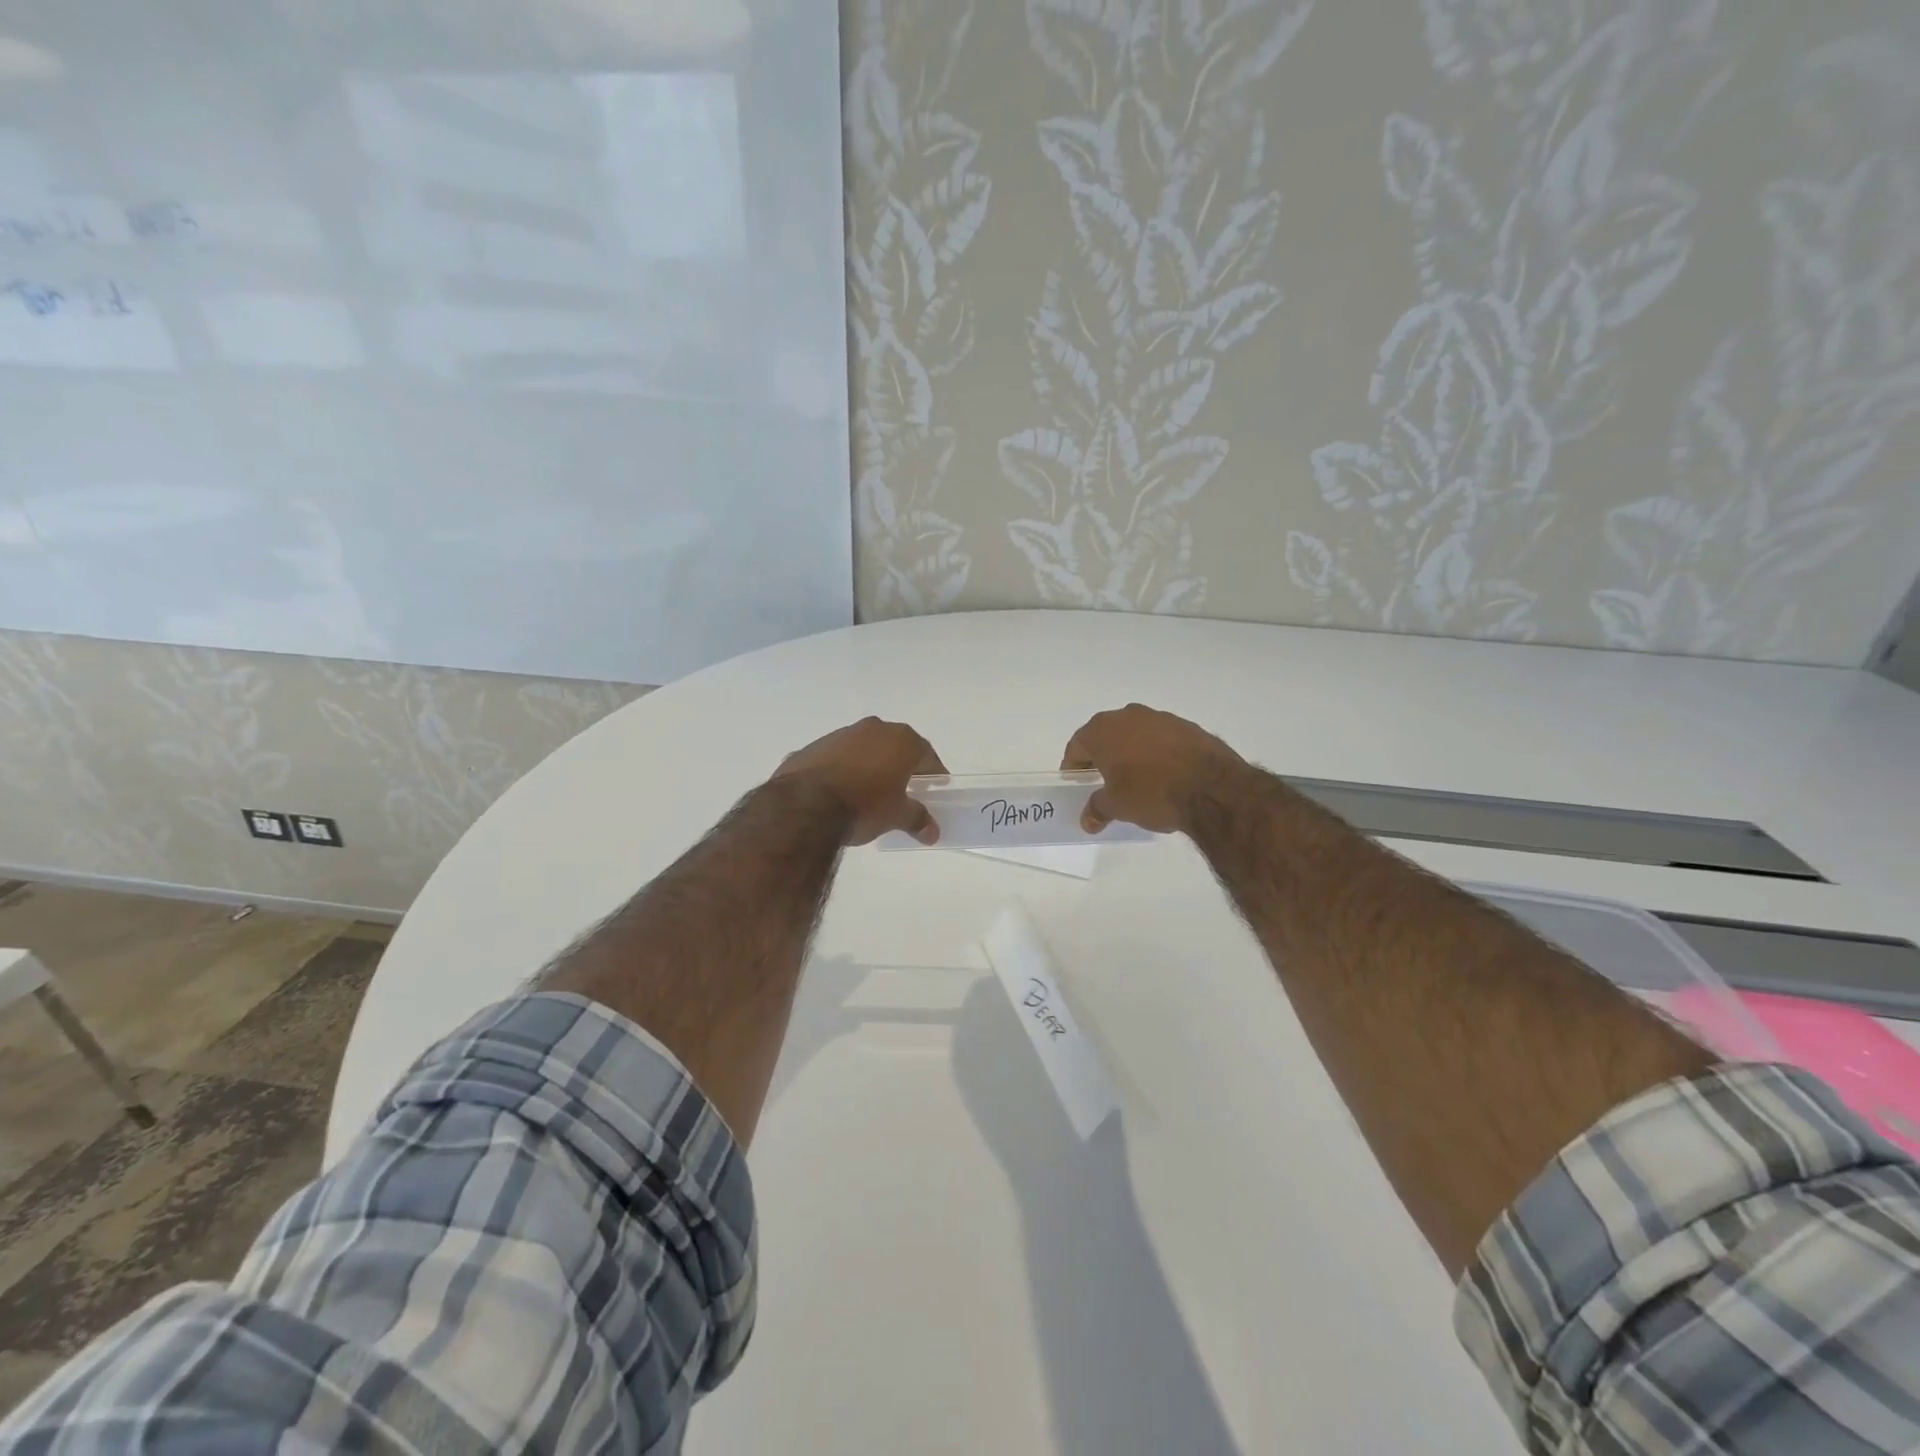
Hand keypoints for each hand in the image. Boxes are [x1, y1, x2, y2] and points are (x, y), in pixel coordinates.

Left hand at [773, 717, 947, 845]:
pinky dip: (842, 770)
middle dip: (900, 765)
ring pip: (863, 748)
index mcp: (900, 740)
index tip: (934, 786)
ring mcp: (840, 735)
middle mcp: (873, 729)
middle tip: (903, 788)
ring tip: (868, 792)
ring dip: (869, 765)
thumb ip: (917, 819)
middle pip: (894, 746)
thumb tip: (933, 832)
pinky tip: (838, 792)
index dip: (932, 772)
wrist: (805, 805)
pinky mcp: (812, 747)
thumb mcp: (897, 816)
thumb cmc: (864, 805)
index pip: (926, 754)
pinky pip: (836, 758)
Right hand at [1061, 704, 1248, 834]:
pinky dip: (1157, 752)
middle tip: (1104, 781)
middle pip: (1105, 736)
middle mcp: (1127, 716)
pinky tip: (1165, 774)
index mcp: (1102, 730)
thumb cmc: (1151, 793)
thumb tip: (1088, 820)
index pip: (1077, 746)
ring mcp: (1159, 717)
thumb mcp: (1118, 806)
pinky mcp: (1187, 726)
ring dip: (1131, 752)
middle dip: (1102, 757)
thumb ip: (1098, 808)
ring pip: (1135, 734)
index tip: (1077, 784)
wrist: (1211, 787)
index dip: (1073, 767)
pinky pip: (1161, 738)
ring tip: (1137, 779)